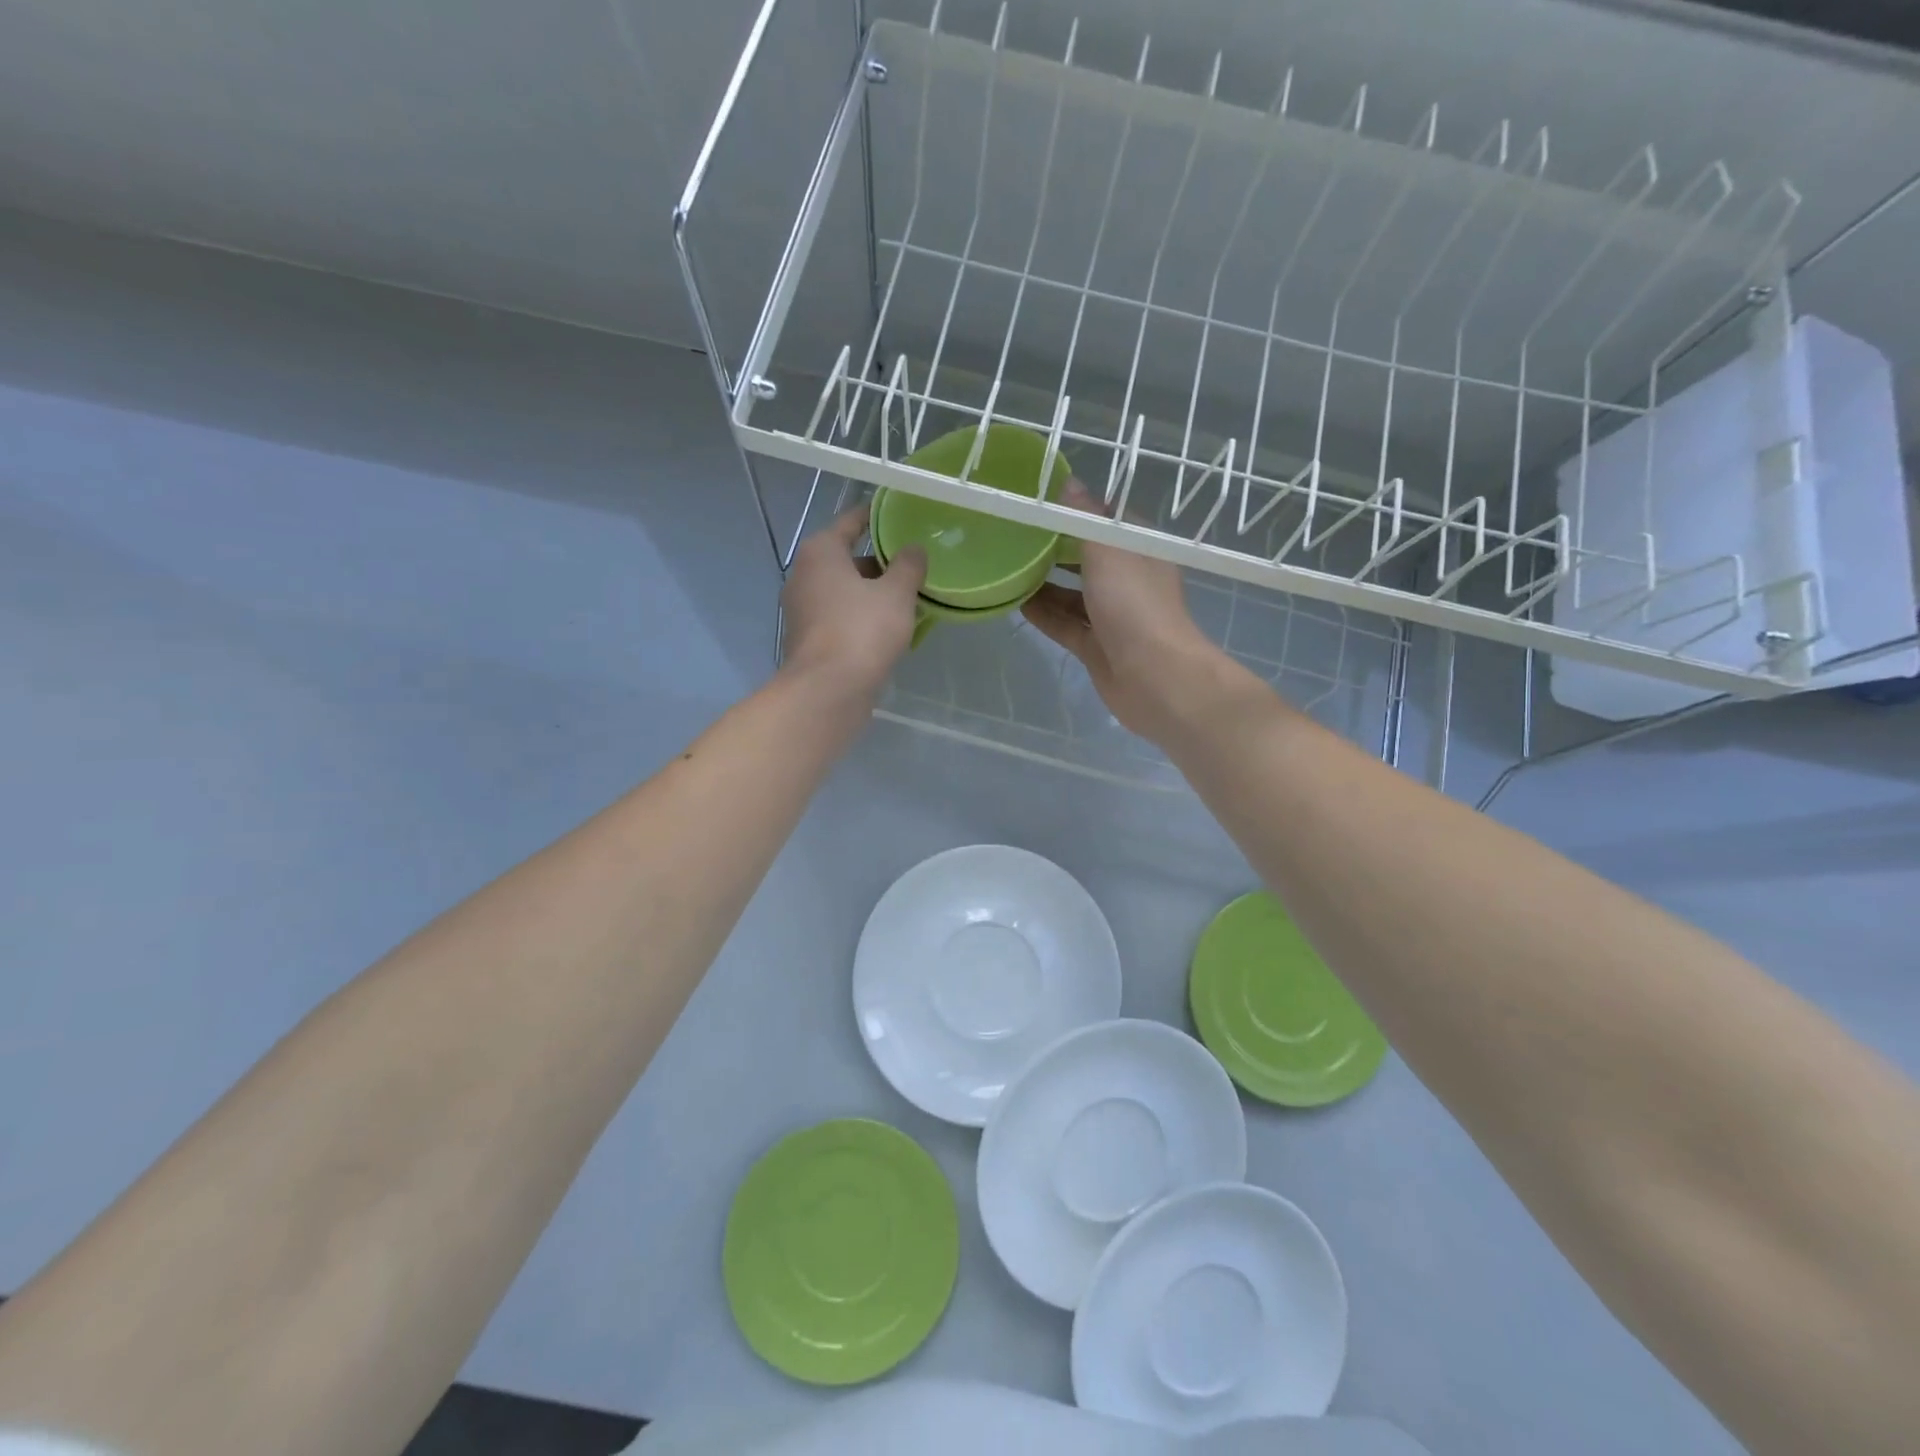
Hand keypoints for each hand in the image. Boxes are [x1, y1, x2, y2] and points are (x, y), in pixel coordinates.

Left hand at [781, 504, 926, 702]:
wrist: (828, 690)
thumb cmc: (862, 630)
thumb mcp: (896, 593)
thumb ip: (908, 565)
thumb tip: (913, 549)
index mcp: (820, 552)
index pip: (852, 522)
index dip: (877, 518)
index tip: (900, 517)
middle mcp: (804, 575)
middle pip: (848, 559)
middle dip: (880, 563)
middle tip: (914, 567)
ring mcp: (803, 609)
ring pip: (845, 591)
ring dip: (873, 593)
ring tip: (909, 600)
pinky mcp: (809, 639)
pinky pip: (841, 617)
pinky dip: (862, 617)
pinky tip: (890, 629)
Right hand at [1022, 479, 1227, 741]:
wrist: (1155, 677)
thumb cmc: (1135, 604)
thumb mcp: (1108, 550)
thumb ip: (1085, 518)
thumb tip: (1069, 483)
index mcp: (1138, 550)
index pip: (1105, 520)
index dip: (1075, 510)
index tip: (1039, 502)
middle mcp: (1127, 580)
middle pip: (1085, 558)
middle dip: (1053, 548)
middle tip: (1014, 536)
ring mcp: (1111, 616)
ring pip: (1072, 594)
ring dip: (1044, 583)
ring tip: (1007, 568)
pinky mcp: (1096, 646)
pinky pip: (1065, 624)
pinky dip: (1043, 614)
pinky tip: (1015, 603)